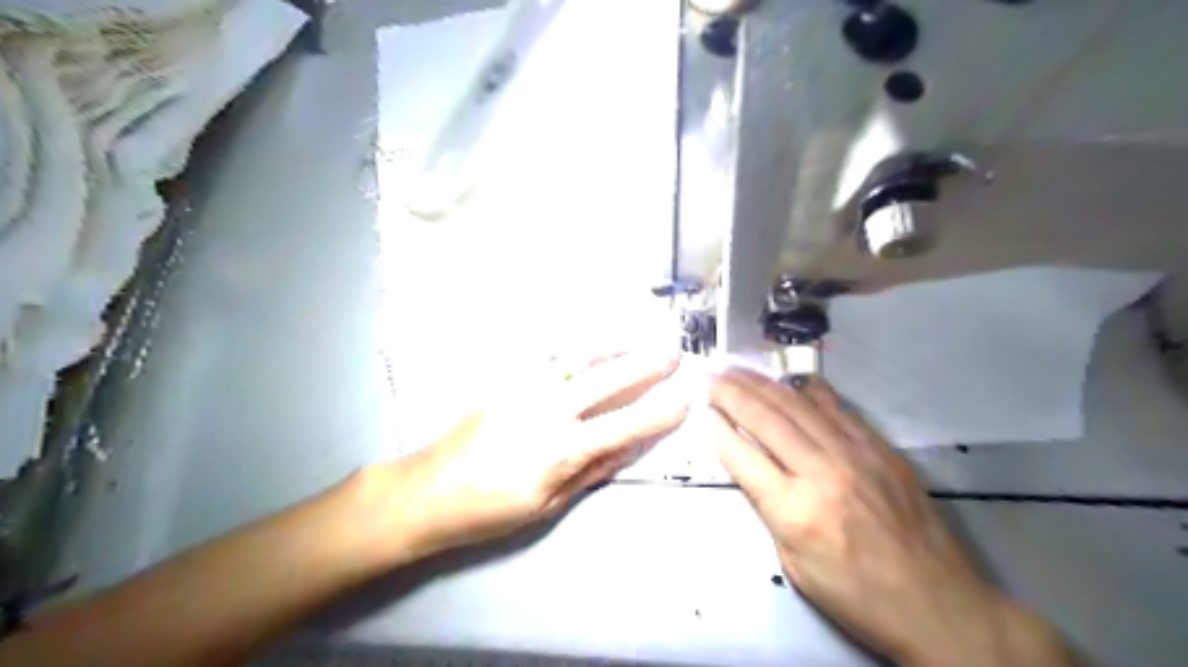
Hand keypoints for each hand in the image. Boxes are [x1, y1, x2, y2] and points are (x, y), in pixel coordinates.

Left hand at [375, 355, 682, 556]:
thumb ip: (591, 470)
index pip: (624, 426)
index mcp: (561, 450)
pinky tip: (593, 342)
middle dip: (645, 365)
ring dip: (616, 346)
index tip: (684, 399)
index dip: (658, 413)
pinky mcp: (507, 381)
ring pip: (580, 358)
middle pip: (607, 380)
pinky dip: (579, 346)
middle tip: (673, 353)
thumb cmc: (489, 510)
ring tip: (640, 338)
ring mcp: (525, 389)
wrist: (427, 490)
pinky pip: (550, 356)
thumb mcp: (547, 504)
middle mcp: (548, 410)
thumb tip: (629, 447)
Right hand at [703, 371, 1077, 666]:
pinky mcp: (880, 448)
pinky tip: (791, 379)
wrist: (938, 604)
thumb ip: (769, 508)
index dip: (716, 427)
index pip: (741, 455)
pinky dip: (808, 390)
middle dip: (731, 393)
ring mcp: (856, 454)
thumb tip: (750, 465)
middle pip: (765, 418)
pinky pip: (837, 408)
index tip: (700, 407)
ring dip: (762, 384)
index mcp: (795, 510)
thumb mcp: (794, 563)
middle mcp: (822, 472)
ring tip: (737, 370)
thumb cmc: (856, 595)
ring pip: (797, 405)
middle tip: (710, 376)